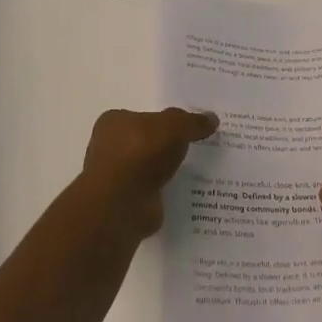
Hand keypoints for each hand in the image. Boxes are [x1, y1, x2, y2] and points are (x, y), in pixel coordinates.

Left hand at [78, 107, 218, 240]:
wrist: (122, 204)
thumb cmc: (141, 153)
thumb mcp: (174, 126)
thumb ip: (192, 122)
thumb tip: (211, 118)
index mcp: (114, 122)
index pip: (144, 117)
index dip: (166, 122)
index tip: (190, 128)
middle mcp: (110, 147)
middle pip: (148, 142)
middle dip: (170, 147)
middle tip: (200, 149)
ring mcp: (118, 177)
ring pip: (151, 169)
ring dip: (169, 171)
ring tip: (200, 172)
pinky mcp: (127, 202)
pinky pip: (154, 191)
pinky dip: (167, 192)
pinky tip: (188, 193)